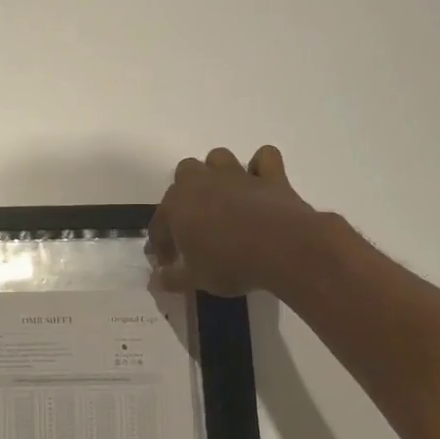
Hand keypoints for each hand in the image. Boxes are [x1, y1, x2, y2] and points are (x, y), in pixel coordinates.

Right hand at [148, 146, 323, 296]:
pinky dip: (262, 167)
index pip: (160, 223)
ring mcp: (237, 175)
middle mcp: (202, 182)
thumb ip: (172, 279)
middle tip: (196, 222)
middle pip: (184, 173)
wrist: (282, 250)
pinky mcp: (270, 175)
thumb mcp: (196, 280)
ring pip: (219, 158)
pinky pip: (265, 158)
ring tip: (224, 198)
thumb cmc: (230, 264)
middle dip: (187, 194)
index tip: (170, 264)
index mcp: (177, 206)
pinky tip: (260, 183)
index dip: (162, 244)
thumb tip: (157, 280)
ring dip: (217, 173)